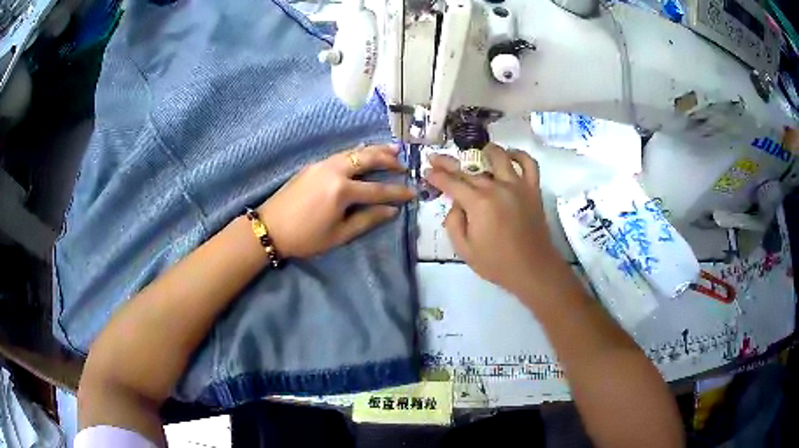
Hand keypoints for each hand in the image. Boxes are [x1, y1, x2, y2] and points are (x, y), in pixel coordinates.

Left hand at [258, 145, 414, 258]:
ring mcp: (322, 164)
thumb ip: (367, 220)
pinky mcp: (313, 165)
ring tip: (391, 150)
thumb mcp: (339, 234)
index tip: (413, 192)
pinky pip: (341, 154)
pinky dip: (357, 153)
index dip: (397, 192)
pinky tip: (363, 155)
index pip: (378, 189)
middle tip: (403, 164)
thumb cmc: (305, 237)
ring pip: (354, 152)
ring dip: (374, 151)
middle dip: (389, 159)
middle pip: (367, 158)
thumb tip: (391, 210)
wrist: (269, 227)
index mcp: (342, 190)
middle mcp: (334, 171)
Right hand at [424, 144, 569, 297]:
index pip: (452, 183)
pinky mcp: (532, 189)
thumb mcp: (464, 250)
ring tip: (478, 151)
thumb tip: (456, 205)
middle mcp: (497, 188)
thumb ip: (454, 223)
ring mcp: (517, 185)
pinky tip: (510, 156)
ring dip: (485, 151)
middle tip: (436, 159)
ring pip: (500, 157)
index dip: (437, 176)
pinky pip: (529, 164)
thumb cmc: (497, 263)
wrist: (532, 269)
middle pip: (469, 169)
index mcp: (478, 203)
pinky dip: (519, 155)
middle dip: (449, 163)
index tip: (427, 172)